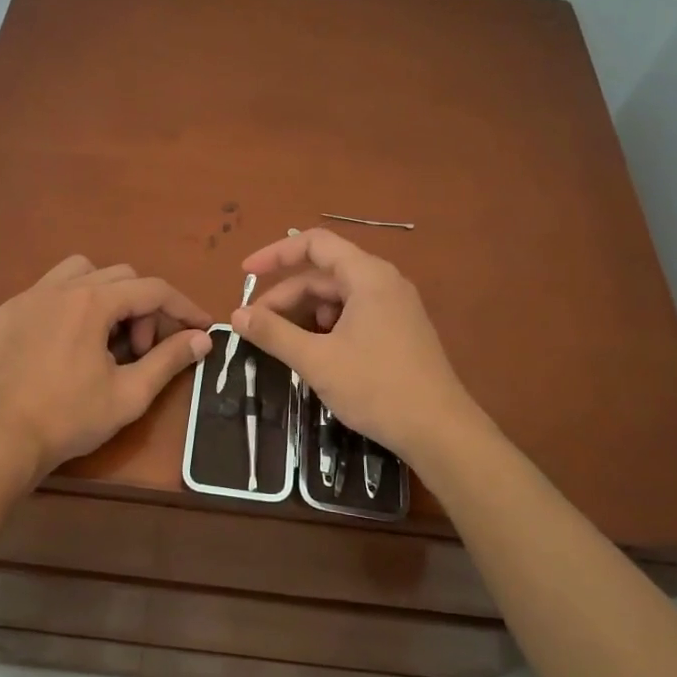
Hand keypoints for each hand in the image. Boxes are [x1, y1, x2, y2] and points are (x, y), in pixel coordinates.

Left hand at [0, 256, 213, 484]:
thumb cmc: (69, 418)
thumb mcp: (129, 394)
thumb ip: (169, 360)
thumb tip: (203, 339)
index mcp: (92, 302)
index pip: (152, 290)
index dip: (183, 307)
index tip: (201, 327)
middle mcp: (59, 287)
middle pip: (120, 276)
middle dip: (142, 308)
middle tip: (141, 351)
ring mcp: (26, 298)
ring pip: (79, 272)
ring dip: (104, 294)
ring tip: (104, 335)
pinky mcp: (3, 314)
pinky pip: (45, 292)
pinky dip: (66, 306)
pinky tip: (63, 343)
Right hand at [231, 229, 473, 460]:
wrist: (440, 431)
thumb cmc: (376, 387)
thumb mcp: (316, 360)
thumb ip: (273, 333)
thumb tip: (236, 315)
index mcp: (368, 276)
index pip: (314, 244)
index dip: (275, 254)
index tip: (245, 275)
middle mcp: (384, 282)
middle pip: (323, 274)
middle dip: (286, 297)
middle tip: (255, 326)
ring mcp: (395, 307)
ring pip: (338, 297)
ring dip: (305, 314)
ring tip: (283, 344)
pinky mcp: (399, 331)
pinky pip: (354, 315)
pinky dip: (327, 327)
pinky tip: (315, 354)